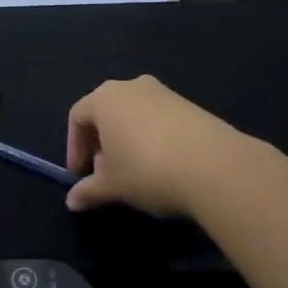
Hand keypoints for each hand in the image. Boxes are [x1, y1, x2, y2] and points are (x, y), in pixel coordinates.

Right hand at [65, 75, 247, 215]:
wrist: (215, 166)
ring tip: (134, 172)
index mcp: (104, 98)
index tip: (80, 175)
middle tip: (105, 173)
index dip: (75, 147)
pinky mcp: (190, 105)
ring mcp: (163, 93)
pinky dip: (152, 138)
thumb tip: (72, 201)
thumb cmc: (147, 170)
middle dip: (101, 143)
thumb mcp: (112, 186)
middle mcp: (131, 87)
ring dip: (127, 140)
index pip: (78, 117)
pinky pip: (159, 119)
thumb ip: (88, 190)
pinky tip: (162, 165)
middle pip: (106, 112)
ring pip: (134, 114)